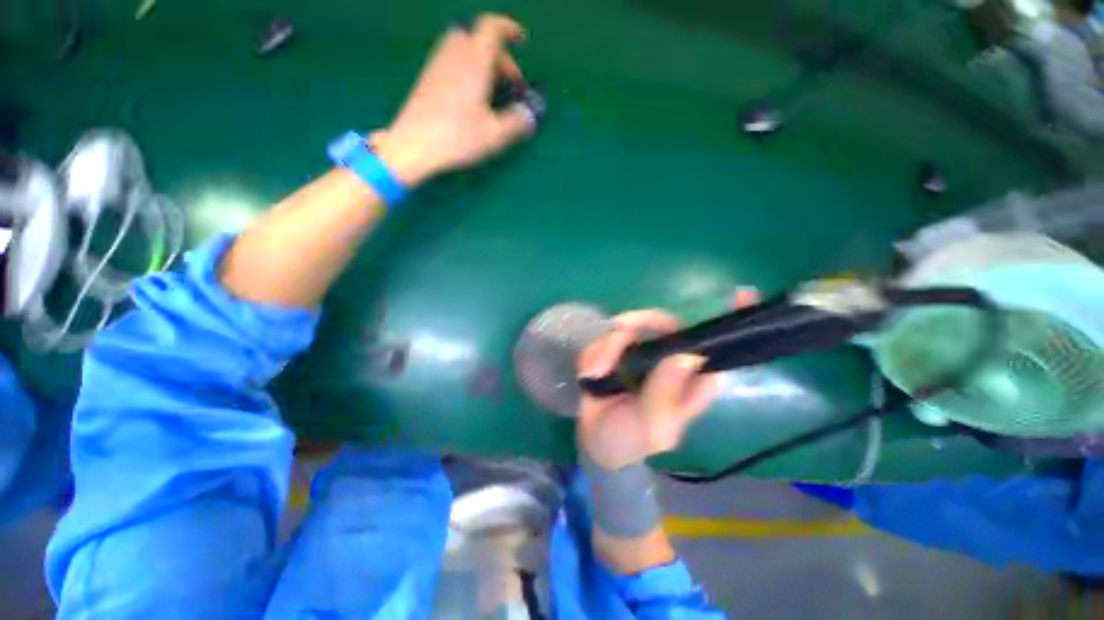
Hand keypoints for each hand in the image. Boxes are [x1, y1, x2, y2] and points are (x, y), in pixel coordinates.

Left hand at [372, 14, 536, 185]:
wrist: (413, 146)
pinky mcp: (428, 79)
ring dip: (483, 64)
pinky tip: (473, 99)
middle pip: (481, 41)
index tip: (522, 41)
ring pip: (465, 51)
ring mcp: (438, 66)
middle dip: (501, 59)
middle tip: (511, 86)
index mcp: (474, 62)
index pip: (492, 28)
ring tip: (493, 92)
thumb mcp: (495, 135)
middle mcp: (454, 55)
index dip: (509, 29)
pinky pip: (453, 62)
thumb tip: (530, 116)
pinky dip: (469, 71)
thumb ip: (517, 123)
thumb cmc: (456, 138)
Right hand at [576, 310, 720, 470]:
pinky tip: (591, 374)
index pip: (718, 349)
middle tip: (622, 327)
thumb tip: (688, 355)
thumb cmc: (630, 440)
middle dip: (643, 321)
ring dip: (609, 348)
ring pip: (630, 327)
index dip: (732, 322)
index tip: (742, 294)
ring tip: (597, 373)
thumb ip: (666, 394)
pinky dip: (595, 354)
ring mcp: (642, 353)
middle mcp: (670, 361)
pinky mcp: (617, 350)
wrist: (594, 441)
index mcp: (691, 381)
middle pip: (667, 324)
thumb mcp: (652, 426)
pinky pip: (606, 338)